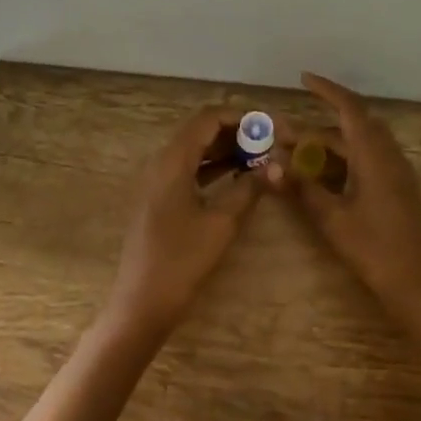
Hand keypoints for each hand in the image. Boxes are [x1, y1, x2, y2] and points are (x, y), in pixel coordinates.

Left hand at [101, 107, 265, 345]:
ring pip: (195, 151)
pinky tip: (238, 178)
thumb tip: (278, 166)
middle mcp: (161, 163)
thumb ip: (249, 188)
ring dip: (227, 151)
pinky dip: (214, 168)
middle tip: (271, 144)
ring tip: (262, 159)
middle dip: (238, 133)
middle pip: (201, 132)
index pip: (208, 119)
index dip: (243, 118)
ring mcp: (157, 182)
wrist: (142, 302)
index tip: (273, 128)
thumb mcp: (222, 223)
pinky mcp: (159, 200)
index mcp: (172, 161)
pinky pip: (189, 170)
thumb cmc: (182, 261)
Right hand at [279, 73, 420, 316]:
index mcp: (375, 157)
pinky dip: (345, 157)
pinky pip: (370, 159)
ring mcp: (398, 173)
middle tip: (287, 130)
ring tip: (298, 151)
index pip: (351, 109)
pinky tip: (324, 173)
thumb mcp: (331, 218)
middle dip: (321, 122)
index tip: (303, 78)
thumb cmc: (373, 249)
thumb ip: (301, 188)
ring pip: (362, 144)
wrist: (416, 284)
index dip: (327, 90)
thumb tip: (271, 164)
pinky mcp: (399, 188)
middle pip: (355, 125)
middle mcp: (390, 157)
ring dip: (332, 142)